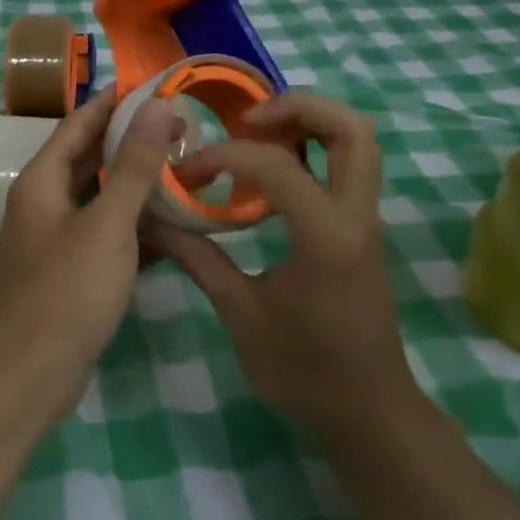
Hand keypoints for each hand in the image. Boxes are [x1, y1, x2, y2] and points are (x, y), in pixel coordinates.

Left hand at [0, 86, 179, 429]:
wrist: (27, 377)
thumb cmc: (66, 292)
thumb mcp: (108, 223)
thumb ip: (133, 165)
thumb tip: (157, 105)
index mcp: (42, 181)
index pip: (79, 123)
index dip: (112, 102)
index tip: (153, 85)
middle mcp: (44, 203)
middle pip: (89, 160)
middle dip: (130, 142)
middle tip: (182, 129)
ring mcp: (56, 241)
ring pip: (101, 200)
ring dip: (137, 187)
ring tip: (185, 172)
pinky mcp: (71, 274)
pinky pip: (107, 237)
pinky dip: (136, 229)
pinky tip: (174, 230)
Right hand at [145, 94, 412, 435]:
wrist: (367, 410)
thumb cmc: (303, 368)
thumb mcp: (241, 315)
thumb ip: (198, 259)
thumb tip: (152, 220)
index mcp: (326, 235)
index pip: (276, 165)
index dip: (223, 157)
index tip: (187, 175)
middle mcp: (356, 215)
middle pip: (350, 128)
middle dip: (297, 108)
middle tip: (246, 123)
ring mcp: (366, 220)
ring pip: (359, 142)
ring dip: (311, 124)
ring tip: (257, 136)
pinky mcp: (363, 230)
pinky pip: (349, 168)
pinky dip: (314, 150)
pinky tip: (271, 173)